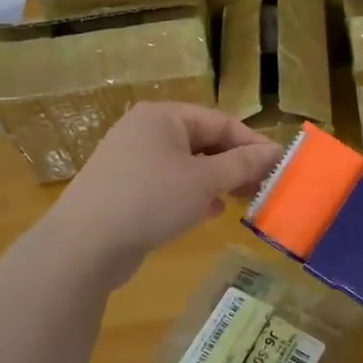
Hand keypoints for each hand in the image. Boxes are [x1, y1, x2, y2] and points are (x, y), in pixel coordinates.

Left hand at [44, 103, 281, 287]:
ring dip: (216, 181)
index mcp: (163, 116)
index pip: (221, 122)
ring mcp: (130, 160)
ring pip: (186, 165)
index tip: (279, 166)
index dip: (253, 143)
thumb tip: (275, 152)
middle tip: (262, 187)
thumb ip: (243, 165)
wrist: (84, 245)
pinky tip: (208, 213)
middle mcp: (145, 131)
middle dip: (234, 164)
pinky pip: (167, 184)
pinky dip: (191, 195)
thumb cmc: (151, 199)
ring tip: (240, 200)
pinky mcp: (122, 189)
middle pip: (203, 141)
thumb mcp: (205, 181)